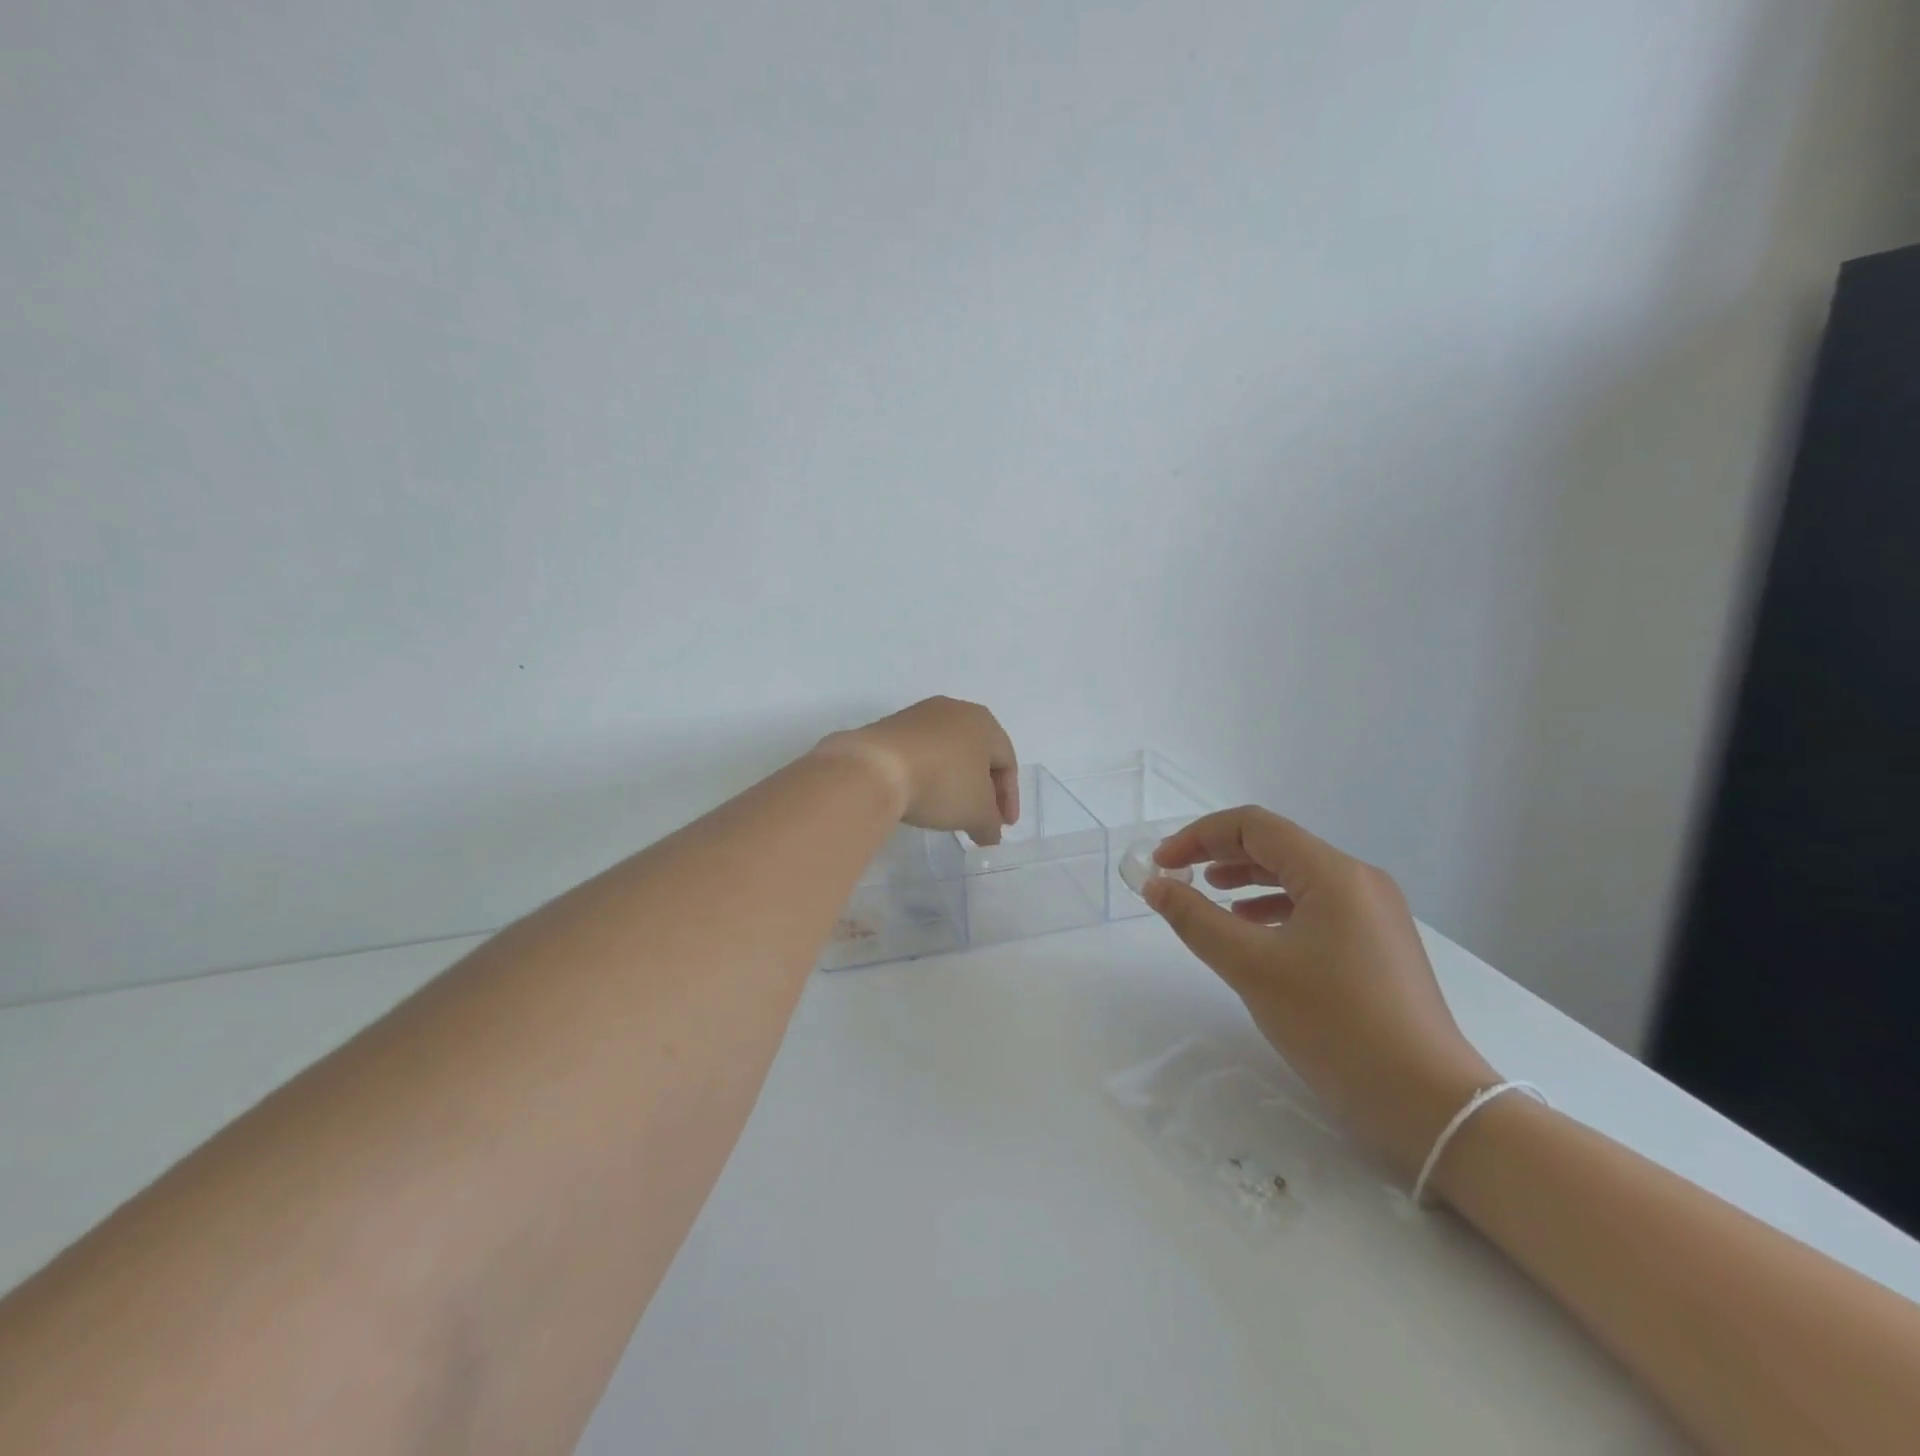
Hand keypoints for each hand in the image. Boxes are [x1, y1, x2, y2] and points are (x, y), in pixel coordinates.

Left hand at [815, 697, 1018, 845]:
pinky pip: (920, 753)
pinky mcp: (890, 727)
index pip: (1007, 762)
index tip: (1003, 826)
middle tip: (980, 819)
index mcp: (983, 721)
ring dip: (954, 782)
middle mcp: (954, 710)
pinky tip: (921, 796)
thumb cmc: (941, 783)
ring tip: (950, 811)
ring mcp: (919, 716)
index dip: (1009, 798)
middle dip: (982, 790)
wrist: (874, 769)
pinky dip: (928, 775)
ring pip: (948, 752)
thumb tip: (990, 834)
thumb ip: (990, 824)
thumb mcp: (976, 812)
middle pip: (978, 754)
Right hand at [1144, 807, 1496, 1178]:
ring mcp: (1374, 912)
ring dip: (1246, 879)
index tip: (1162, 864)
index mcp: (1333, 873)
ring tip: (1209, 896)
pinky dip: (1274, 907)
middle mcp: (1358, 880)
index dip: (1199, 836)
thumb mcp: (1252, 968)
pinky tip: (1252, 931)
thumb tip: (1155, 885)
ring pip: (1296, 875)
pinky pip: (1315, 905)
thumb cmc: (1335, 1024)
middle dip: (1219, 854)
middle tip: (1177, 876)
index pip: (1254, 826)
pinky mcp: (1378, 943)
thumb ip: (1196, 919)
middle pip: (1276, 845)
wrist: (1430, 1103)